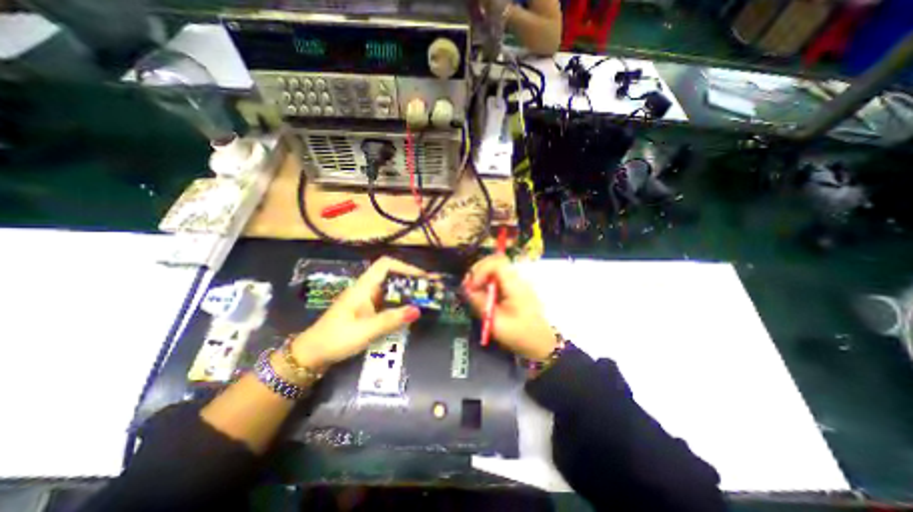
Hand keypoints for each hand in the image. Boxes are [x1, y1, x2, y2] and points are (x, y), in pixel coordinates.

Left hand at [289, 259, 424, 369]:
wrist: (312, 355)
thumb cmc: (336, 339)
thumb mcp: (365, 330)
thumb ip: (391, 320)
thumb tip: (418, 310)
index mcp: (363, 287)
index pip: (386, 264)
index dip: (405, 267)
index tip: (422, 278)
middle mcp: (366, 289)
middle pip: (391, 276)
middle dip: (411, 280)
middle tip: (430, 289)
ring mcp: (366, 300)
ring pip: (390, 289)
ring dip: (407, 292)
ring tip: (425, 299)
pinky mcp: (366, 310)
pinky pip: (387, 301)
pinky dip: (400, 303)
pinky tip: (409, 312)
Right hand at [464, 251, 556, 357]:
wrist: (543, 342)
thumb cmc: (520, 334)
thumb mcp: (496, 322)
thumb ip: (480, 303)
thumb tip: (467, 289)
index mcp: (514, 284)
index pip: (496, 262)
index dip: (480, 270)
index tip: (472, 286)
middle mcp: (516, 278)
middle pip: (494, 262)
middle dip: (477, 272)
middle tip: (469, 288)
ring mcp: (516, 282)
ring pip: (494, 269)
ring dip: (481, 278)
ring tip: (473, 292)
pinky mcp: (514, 288)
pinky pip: (497, 278)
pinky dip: (487, 284)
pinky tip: (483, 296)